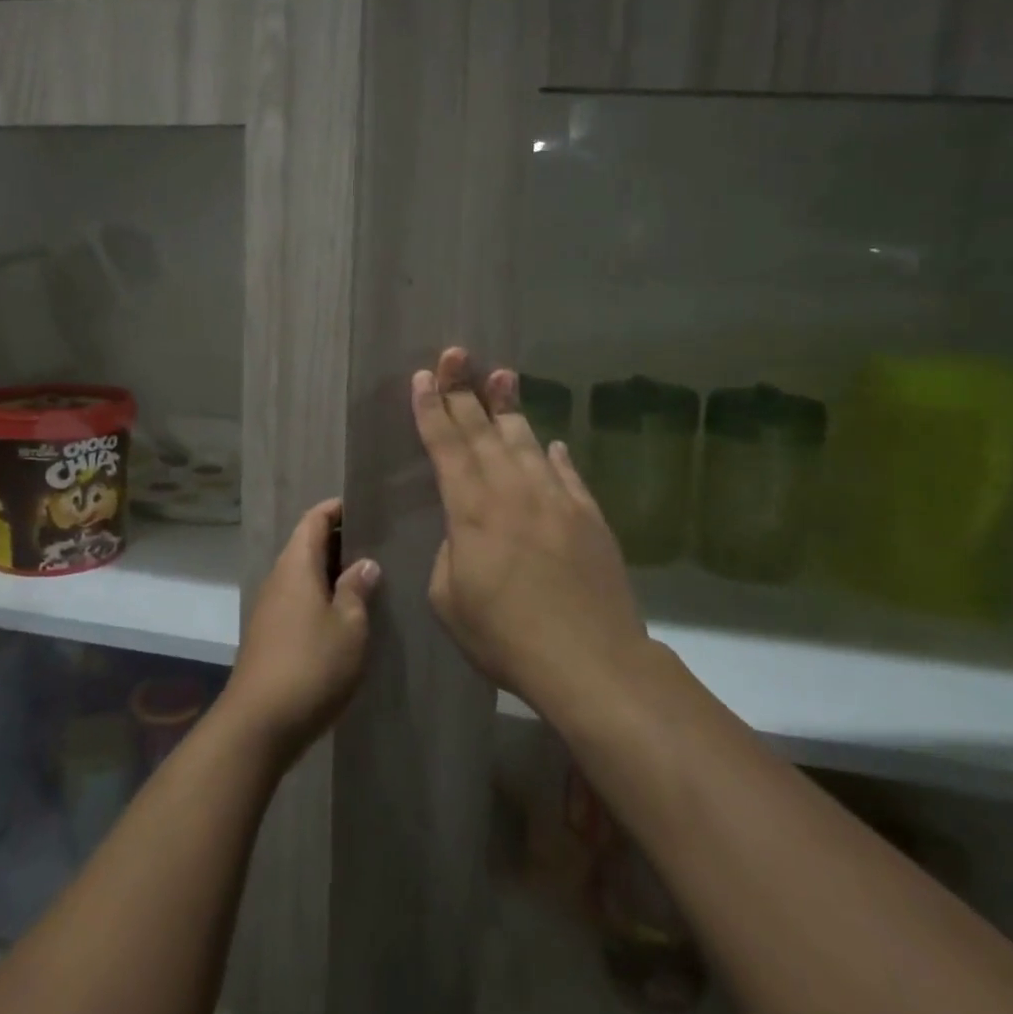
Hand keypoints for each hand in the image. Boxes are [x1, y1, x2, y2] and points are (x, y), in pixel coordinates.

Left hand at [220, 499, 377, 763]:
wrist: (259, 724)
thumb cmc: (311, 665)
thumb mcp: (349, 626)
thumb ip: (357, 590)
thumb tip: (364, 563)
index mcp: (296, 566)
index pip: (313, 520)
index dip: (336, 509)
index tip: (364, 507)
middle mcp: (279, 578)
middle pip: (306, 545)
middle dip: (339, 540)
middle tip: (377, 543)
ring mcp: (271, 607)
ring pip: (303, 574)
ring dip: (331, 571)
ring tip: (368, 577)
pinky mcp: (270, 634)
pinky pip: (298, 599)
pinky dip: (321, 595)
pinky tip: (345, 614)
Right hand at [412, 347, 647, 712]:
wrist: (590, 660)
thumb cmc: (505, 636)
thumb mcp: (448, 600)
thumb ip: (449, 554)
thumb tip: (465, 534)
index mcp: (471, 509)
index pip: (445, 446)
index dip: (430, 409)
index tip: (421, 377)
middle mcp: (512, 490)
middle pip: (482, 430)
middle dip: (463, 389)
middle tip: (455, 353)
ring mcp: (555, 499)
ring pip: (525, 441)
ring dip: (509, 408)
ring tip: (502, 375)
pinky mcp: (589, 517)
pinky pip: (566, 474)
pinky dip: (552, 455)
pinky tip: (548, 442)